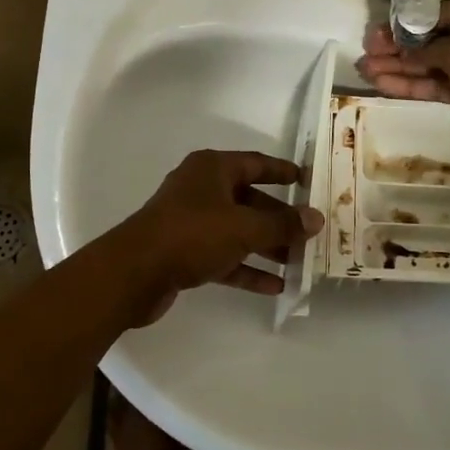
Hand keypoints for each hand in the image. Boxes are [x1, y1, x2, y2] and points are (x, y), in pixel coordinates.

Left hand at [116, 149, 324, 324]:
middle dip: (278, 218)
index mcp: (212, 169)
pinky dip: (246, 268)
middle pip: (249, 200)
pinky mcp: (184, 253)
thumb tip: (317, 218)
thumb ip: (282, 225)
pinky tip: (274, 286)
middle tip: (309, 231)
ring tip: (298, 262)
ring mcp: (191, 222)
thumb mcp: (244, 228)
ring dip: (266, 246)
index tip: (307, 180)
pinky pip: (224, 256)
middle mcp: (201, 190)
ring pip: (237, 230)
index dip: (282, 171)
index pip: (255, 163)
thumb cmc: (192, 235)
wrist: (133, 274)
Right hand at [355, 0, 449, 174]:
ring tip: (366, 70)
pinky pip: (441, 83)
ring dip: (402, 67)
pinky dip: (415, 84)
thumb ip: (431, 48)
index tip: (380, 29)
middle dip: (401, 47)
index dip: (412, 21)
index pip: (447, 12)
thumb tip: (400, 48)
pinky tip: (385, 85)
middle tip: (367, 51)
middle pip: (438, 38)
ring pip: (436, 63)